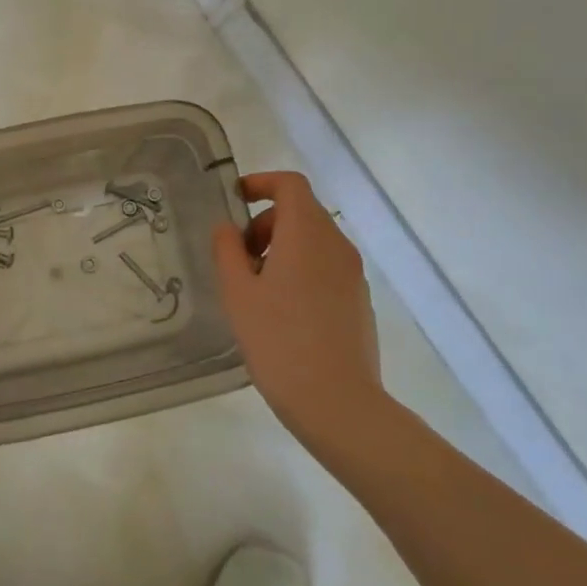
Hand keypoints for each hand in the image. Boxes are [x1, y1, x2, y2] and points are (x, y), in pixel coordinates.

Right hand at [213, 171, 386, 448]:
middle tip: (238, 257)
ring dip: (282, 247)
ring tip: (255, 288)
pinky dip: (300, 269)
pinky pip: (325, 266)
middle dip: (265, 222)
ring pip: (314, 240)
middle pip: (301, 212)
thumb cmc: (278, 341)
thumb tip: (228, 228)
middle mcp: (336, 245)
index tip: (235, 200)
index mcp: (307, 234)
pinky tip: (281, 310)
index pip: (290, 185)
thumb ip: (228, 250)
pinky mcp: (358, 300)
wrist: (337, 402)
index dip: (261, 183)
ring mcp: (352, 274)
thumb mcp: (238, 293)